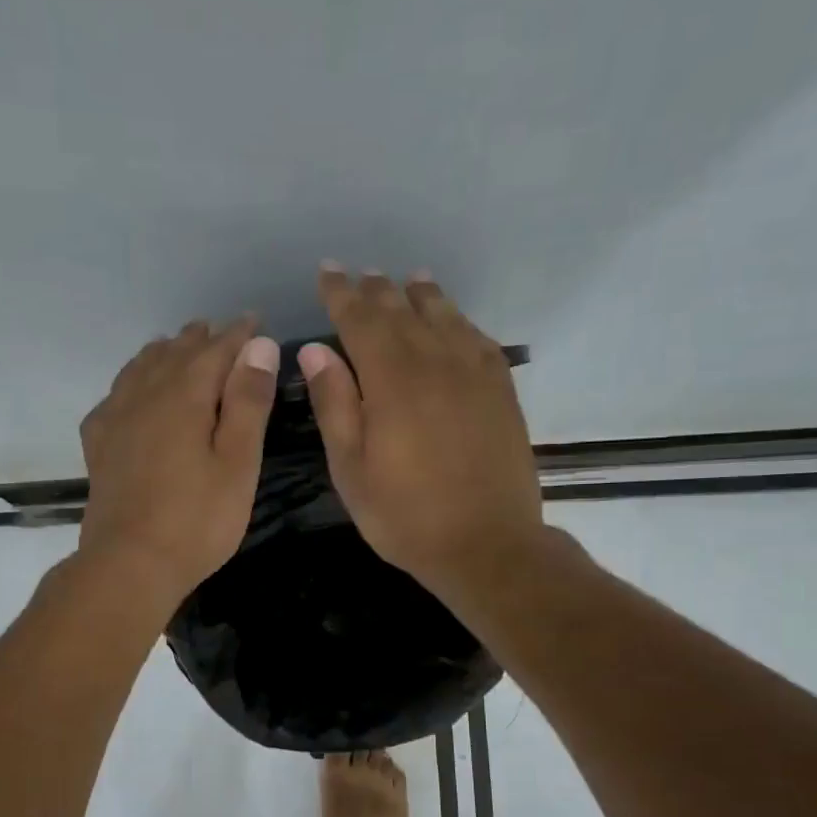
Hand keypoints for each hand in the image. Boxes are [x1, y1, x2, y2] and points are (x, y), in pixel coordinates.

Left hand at [78, 316, 279, 606]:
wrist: (129, 564)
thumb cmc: (197, 519)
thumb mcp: (238, 463)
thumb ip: (248, 402)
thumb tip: (258, 345)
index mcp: (185, 396)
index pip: (215, 349)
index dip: (238, 334)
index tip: (255, 321)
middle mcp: (145, 395)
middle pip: (174, 353)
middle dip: (201, 339)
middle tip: (221, 333)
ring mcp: (115, 418)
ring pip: (140, 368)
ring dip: (164, 353)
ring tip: (178, 348)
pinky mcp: (99, 444)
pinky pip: (116, 394)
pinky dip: (133, 381)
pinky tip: (135, 392)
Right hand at [300, 266, 542, 594]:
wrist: (487, 544)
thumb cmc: (405, 516)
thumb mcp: (352, 470)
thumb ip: (334, 406)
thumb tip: (315, 351)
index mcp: (392, 381)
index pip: (361, 320)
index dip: (341, 294)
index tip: (327, 272)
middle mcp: (435, 363)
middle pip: (403, 311)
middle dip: (377, 290)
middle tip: (361, 274)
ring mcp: (475, 374)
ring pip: (445, 317)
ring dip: (421, 295)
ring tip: (408, 280)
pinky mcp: (501, 391)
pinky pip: (478, 339)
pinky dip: (459, 321)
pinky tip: (453, 322)